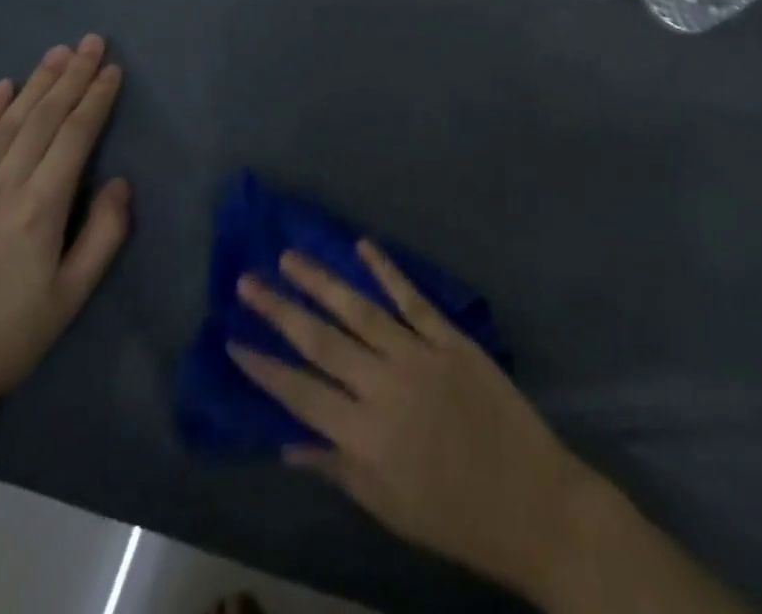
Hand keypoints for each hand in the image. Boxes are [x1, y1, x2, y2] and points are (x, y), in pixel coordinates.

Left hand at [0, 35, 130, 460]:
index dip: (97, 98)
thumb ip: (104, 235)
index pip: (75, 136)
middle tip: (92, 41)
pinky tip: (1, 88)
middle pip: (43, 118)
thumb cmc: (5, 342)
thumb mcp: (71, 298)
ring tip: (57, 53)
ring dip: (35, 84)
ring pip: (7, 124)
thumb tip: (120, 182)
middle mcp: (2, 188)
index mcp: (41, 208)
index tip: (113, 68)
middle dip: (71, 76)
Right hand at [229, 243, 589, 597]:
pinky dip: (388, 271)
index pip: (300, 395)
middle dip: (280, 311)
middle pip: (322, 342)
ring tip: (291, 257)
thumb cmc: (452, 515)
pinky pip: (413, 299)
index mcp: (364, 438)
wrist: (529, 500)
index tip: (233, 340)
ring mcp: (419, 355)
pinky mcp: (451, 337)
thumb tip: (287, 444)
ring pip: (361, 311)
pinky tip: (364, 246)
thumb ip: (336, 467)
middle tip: (247, 281)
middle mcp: (384, 387)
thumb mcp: (386, 507)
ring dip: (323, 281)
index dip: (263, 368)